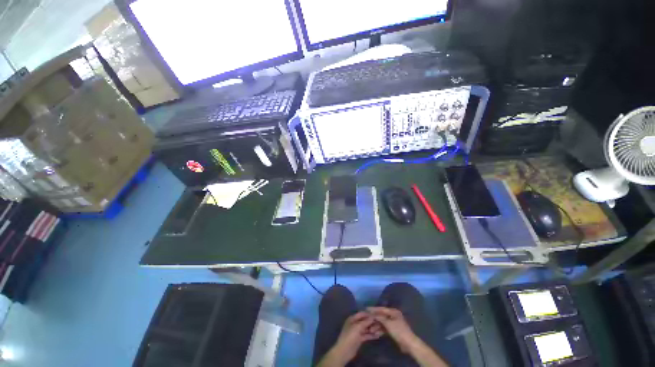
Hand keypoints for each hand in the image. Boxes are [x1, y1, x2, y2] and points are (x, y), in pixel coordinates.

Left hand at [319, 311, 383, 366]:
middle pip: (365, 321)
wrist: (345, 351)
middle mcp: (355, 323)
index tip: (377, 314)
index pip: (362, 314)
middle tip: (381, 322)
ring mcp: (358, 331)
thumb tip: (373, 316)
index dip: (369, 313)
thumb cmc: (350, 336)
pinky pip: (367, 335)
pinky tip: (378, 335)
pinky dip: (371, 335)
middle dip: (372, 321)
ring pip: (366, 328)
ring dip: (372, 328)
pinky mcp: (360, 338)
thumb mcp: (357, 327)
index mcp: (352, 318)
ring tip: (381, 328)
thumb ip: (365, 322)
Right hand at [368, 307, 449, 366]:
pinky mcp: (393, 330)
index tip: (366, 309)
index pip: (381, 309)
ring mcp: (393, 323)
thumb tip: (372, 313)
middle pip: (381, 316)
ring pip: (382, 323)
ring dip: (376, 326)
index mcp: (393, 312)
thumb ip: (380, 317)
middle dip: (374, 319)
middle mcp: (393, 316)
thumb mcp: (388, 323)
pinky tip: (375, 333)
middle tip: (366, 320)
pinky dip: (380, 330)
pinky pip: (385, 328)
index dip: (374, 309)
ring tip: (370, 329)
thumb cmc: (399, 331)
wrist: (408, 344)